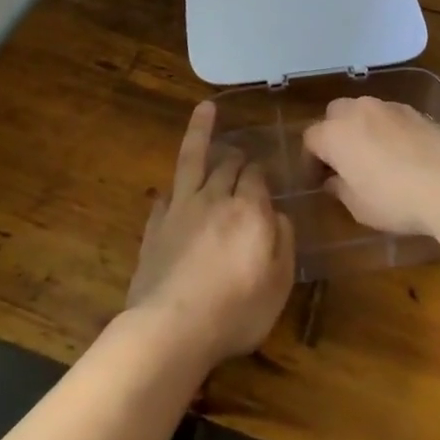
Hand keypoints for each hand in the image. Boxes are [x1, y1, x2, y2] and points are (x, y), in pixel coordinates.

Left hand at [126, 101, 295, 367]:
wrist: (171, 330)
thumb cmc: (235, 310)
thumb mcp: (279, 282)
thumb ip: (284, 242)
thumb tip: (278, 216)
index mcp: (250, 210)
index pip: (257, 176)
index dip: (261, 171)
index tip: (265, 171)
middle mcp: (215, 199)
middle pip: (227, 164)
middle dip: (237, 154)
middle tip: (241, 150)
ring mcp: (181, 210)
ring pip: (192, 161)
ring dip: (200, 133)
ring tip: (205, 109)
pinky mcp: (155, 229)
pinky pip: (165, 197)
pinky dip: (172, 190)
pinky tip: (172, 190)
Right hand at [303, 96, 439, 238]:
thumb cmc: (396, 199)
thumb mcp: (360, 206)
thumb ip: (341, 189)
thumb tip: (334, 180)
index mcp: (336, 133)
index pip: (311, 139)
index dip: (310, 160)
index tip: (318, 181)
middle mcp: (359, 111)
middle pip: (335, 114)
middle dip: (334, 134)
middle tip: (343, 163)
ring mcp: (390, 107)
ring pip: (364, 111)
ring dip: (361, 129)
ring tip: (373, 157)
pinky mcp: (416, 111)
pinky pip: (390, 116)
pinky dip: (387, 129)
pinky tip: (400, 154)